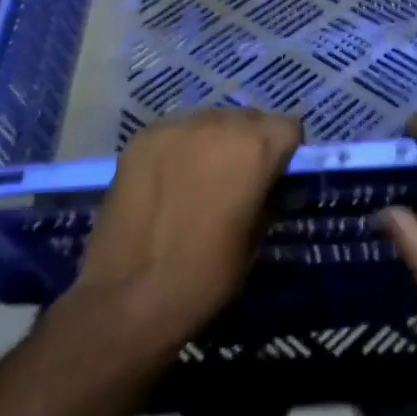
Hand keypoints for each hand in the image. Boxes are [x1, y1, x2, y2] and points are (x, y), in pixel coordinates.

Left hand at [71, 109, 300, 351]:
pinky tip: (167, 181)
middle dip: (249, 143)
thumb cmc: (205, 276)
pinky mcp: (143, 136)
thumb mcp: (255, 240)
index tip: (273, 179)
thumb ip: (270, 198)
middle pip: (249, 119)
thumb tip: (277, 185)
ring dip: (213, 142)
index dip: (285, 153)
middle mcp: (219, 122)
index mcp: (255, 148)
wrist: (128, 297)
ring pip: (210, 121)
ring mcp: (176, 126)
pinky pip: (175, 132)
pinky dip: (179, 149)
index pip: (288, 127)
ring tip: (197, 180)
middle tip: (235, 181)